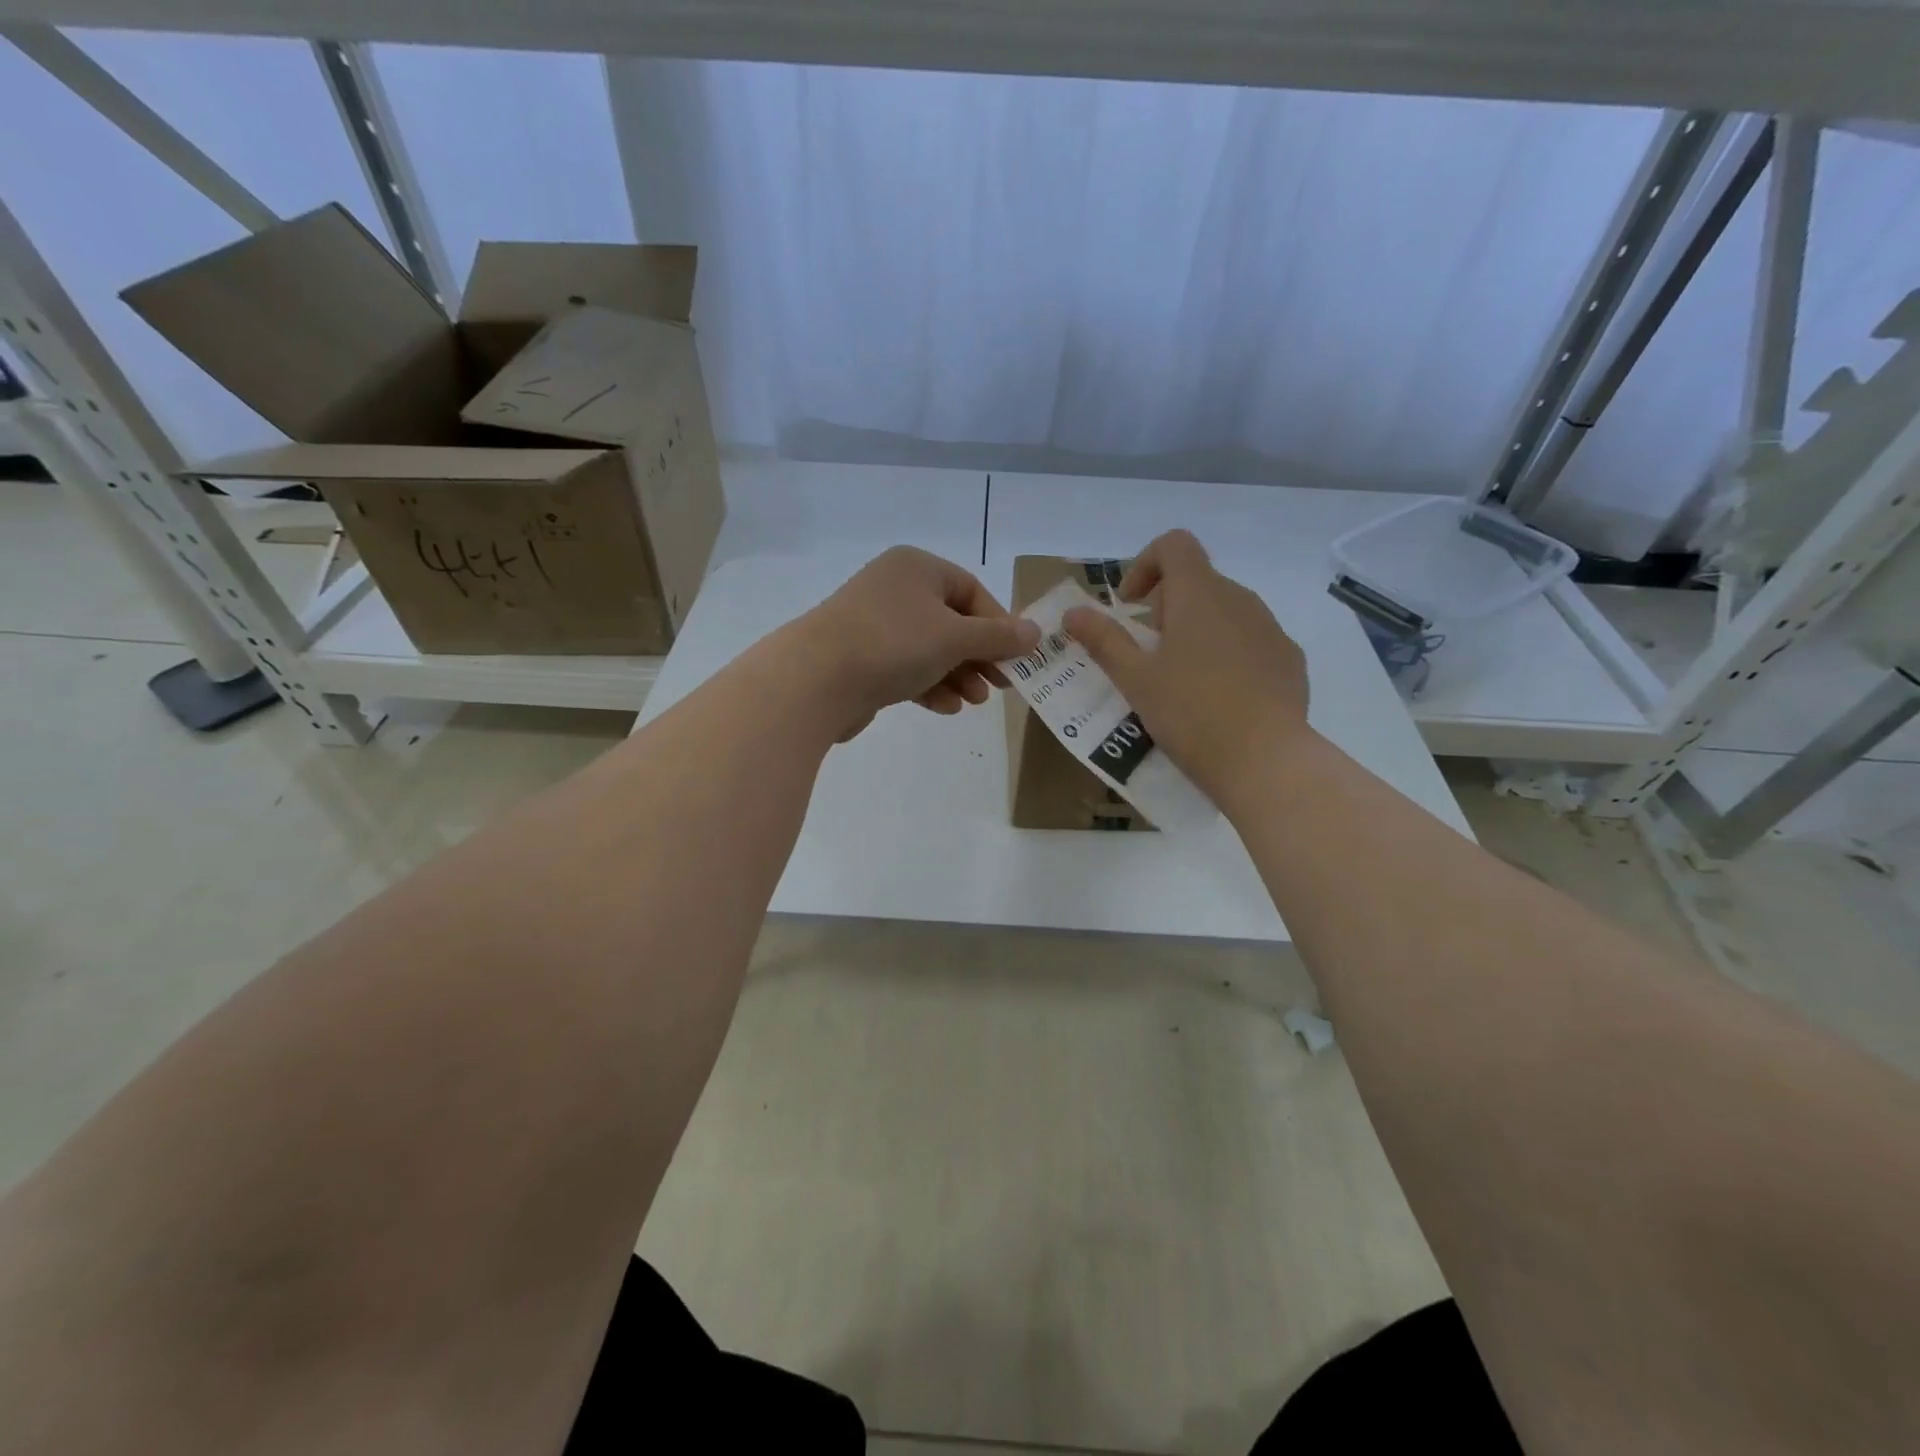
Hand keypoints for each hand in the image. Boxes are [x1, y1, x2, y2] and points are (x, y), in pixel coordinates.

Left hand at [791, 547, 1039, 739]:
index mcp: (917, 568)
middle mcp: (894, 589)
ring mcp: (874, 625)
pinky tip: (945, 707)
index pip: (972, 591)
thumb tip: (1035, 633)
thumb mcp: (955, 637)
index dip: (999, 625)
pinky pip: (906, 668)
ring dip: (958, 675)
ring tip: (975, 701)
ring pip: (930, 649)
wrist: (815, 680)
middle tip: (1002, 685)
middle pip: (952, 622)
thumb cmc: (893, 644)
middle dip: (979, 656)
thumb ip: (997, 636)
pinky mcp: (861, 659)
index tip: (1016, 658)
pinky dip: (929, 685)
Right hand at [1062, 530, 1310, 804]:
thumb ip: (1103, 640)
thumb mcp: (1135, 679)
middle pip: (1197, 580)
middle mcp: (1240, 599)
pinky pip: (1251, 640)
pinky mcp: (1289, 659)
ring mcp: (1270, 629)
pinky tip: (1219, 697)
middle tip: (1149, 654)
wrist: (1265, 761)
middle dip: (1167, 607)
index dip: (1146, 564)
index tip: (1131, 605)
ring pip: (1225, 611)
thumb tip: (1073, 613)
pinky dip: (1228, 653)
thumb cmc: (1190, 713)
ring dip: (1197, 630)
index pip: (1174, 544)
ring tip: (1182, 679)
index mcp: (1199, 595)